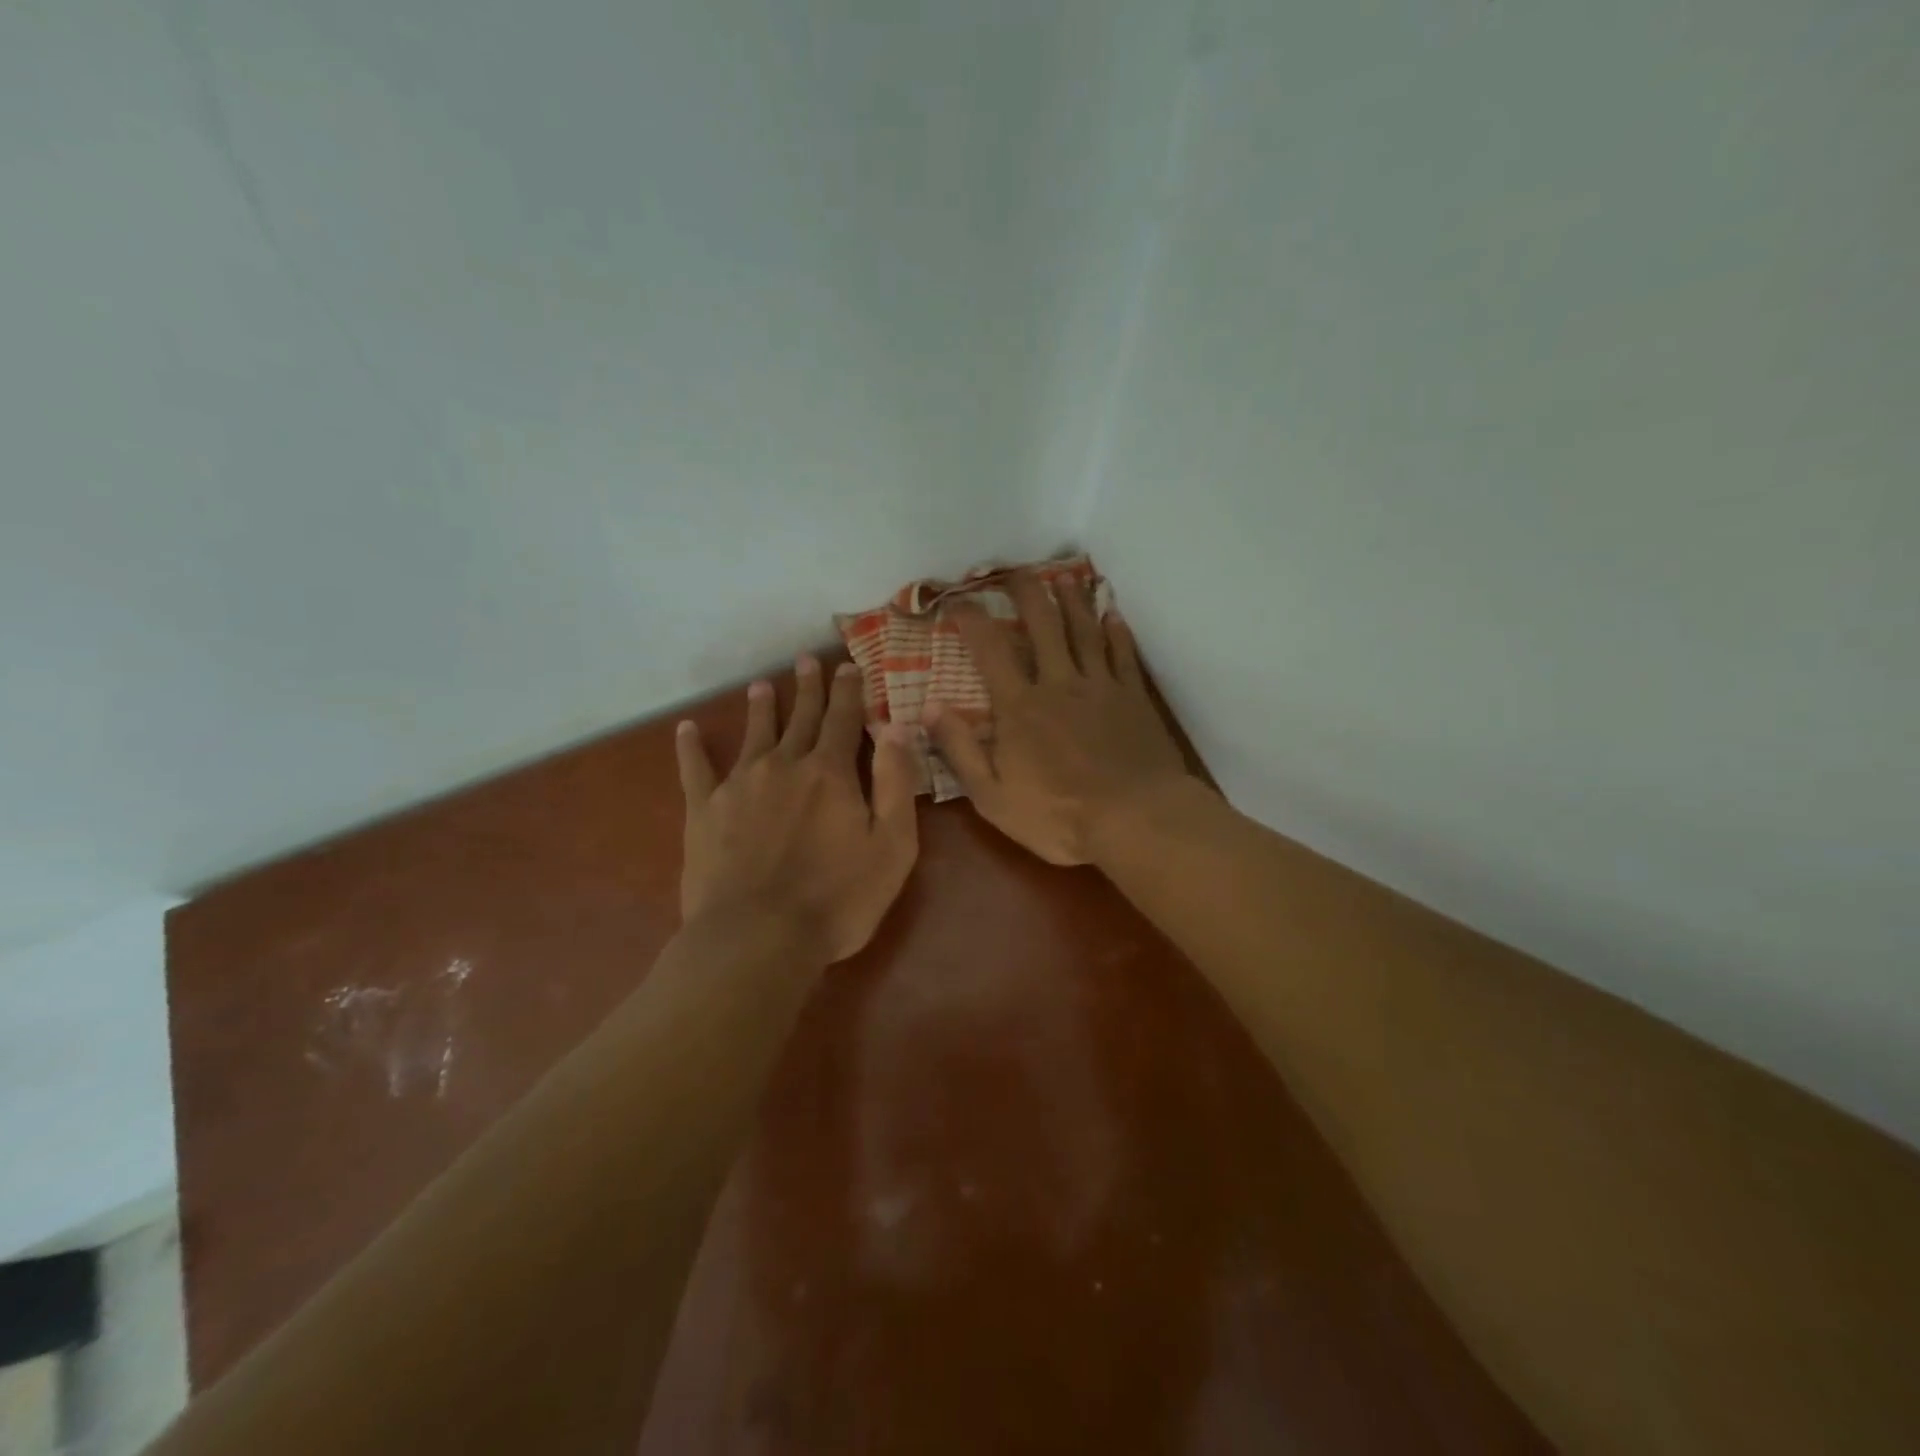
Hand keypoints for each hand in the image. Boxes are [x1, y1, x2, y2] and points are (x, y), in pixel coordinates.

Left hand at [677, 657, 918, 963]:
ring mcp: (740, 785)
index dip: (849, 692)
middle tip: (807, 660)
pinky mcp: (704, 811)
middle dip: (808, 688)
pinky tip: (686, 729)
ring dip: (761, 708)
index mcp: (831, 773)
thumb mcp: (892, 845)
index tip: (849, 666)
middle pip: (800, 718)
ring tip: (762, 685)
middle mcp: (784, 765)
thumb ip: (895, 782)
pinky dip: (690, 748)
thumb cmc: (837, 899)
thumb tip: (897, 725)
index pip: (844, 719)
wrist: (757, 937)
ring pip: (754, 734)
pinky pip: (695, 770)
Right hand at [924, 574, 1193, 864]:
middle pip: (1043, 624)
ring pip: (1084, 630)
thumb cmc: (1058, 816)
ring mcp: (1101, 686)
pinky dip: (1117, 631)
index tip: (958, 601)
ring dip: (1072, 600)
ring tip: (1063, 577)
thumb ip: (959, 749)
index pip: (990, 650)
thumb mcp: (992, 796)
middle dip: (1026, 592)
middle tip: (1014, 571)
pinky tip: (1113, 614)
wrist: (1136, 820)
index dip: (972, 620)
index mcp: (1020, 706)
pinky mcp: (1134, 697)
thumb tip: (927, 706)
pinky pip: (1123, 654)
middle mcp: (1059, 683)